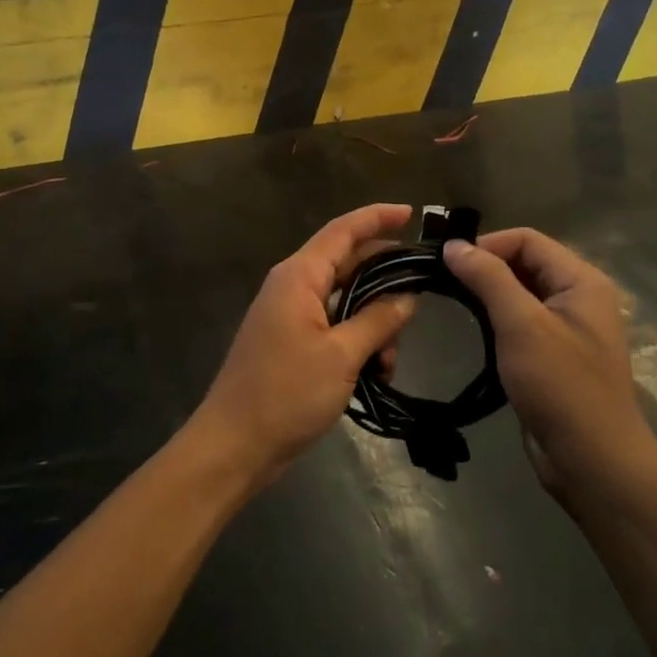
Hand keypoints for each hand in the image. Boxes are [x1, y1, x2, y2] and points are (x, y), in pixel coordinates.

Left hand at [190, 204, 418, 486]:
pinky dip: (358, 340)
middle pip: (347, 264)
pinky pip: (334, 326)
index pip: (343, 230)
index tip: (412, 213)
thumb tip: (408, 297)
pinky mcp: (292, 342)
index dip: (377, 217)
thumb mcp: (342, 356)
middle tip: (421, 296)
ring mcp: (290, 315)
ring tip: (391, 358)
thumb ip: (378, 320)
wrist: (235, 444)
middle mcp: (293, 286)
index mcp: (299, 276)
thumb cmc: (286, 393)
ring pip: (345, 300)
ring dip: (374, 321)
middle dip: (385, 281)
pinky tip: (376, 372)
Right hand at [444, 229, 656, 508]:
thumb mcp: (522, 325)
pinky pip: (521, 322)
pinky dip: (495, 320)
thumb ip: (488, 278)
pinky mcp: (553, 356)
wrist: (593, 463)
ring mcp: (567, 328)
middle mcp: (578, 297)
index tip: (446, 265)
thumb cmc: (561, 387)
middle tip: (442, 282)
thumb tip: (453, 245)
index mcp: (582, 281)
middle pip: (524, 263)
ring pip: (519, 293)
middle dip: (484, 268)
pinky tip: (472, 331)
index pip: (527, 240)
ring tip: (451, 303)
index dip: (486, 245)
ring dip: (487, 295)